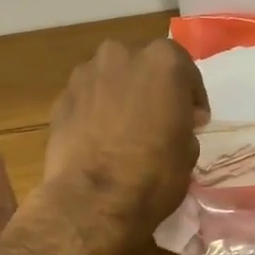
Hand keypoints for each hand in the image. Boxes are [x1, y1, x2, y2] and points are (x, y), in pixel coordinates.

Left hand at [44, 39, 207, 228]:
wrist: (94, 199)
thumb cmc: (154, 172)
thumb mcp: (189, 149)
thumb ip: (183, 123)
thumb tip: (173, 123)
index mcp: (163, 60)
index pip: (185, 70)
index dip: (191, 97)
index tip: (193, 120)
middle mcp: (123, 54)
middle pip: (143, 66)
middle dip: (152, 87)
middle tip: (158, 118)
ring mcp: (86, 73)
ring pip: (112, 78)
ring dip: (121, 95)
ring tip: (124, 128)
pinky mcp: (61, 97)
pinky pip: (88, 98)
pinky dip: (95, 110)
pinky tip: (99, 138)